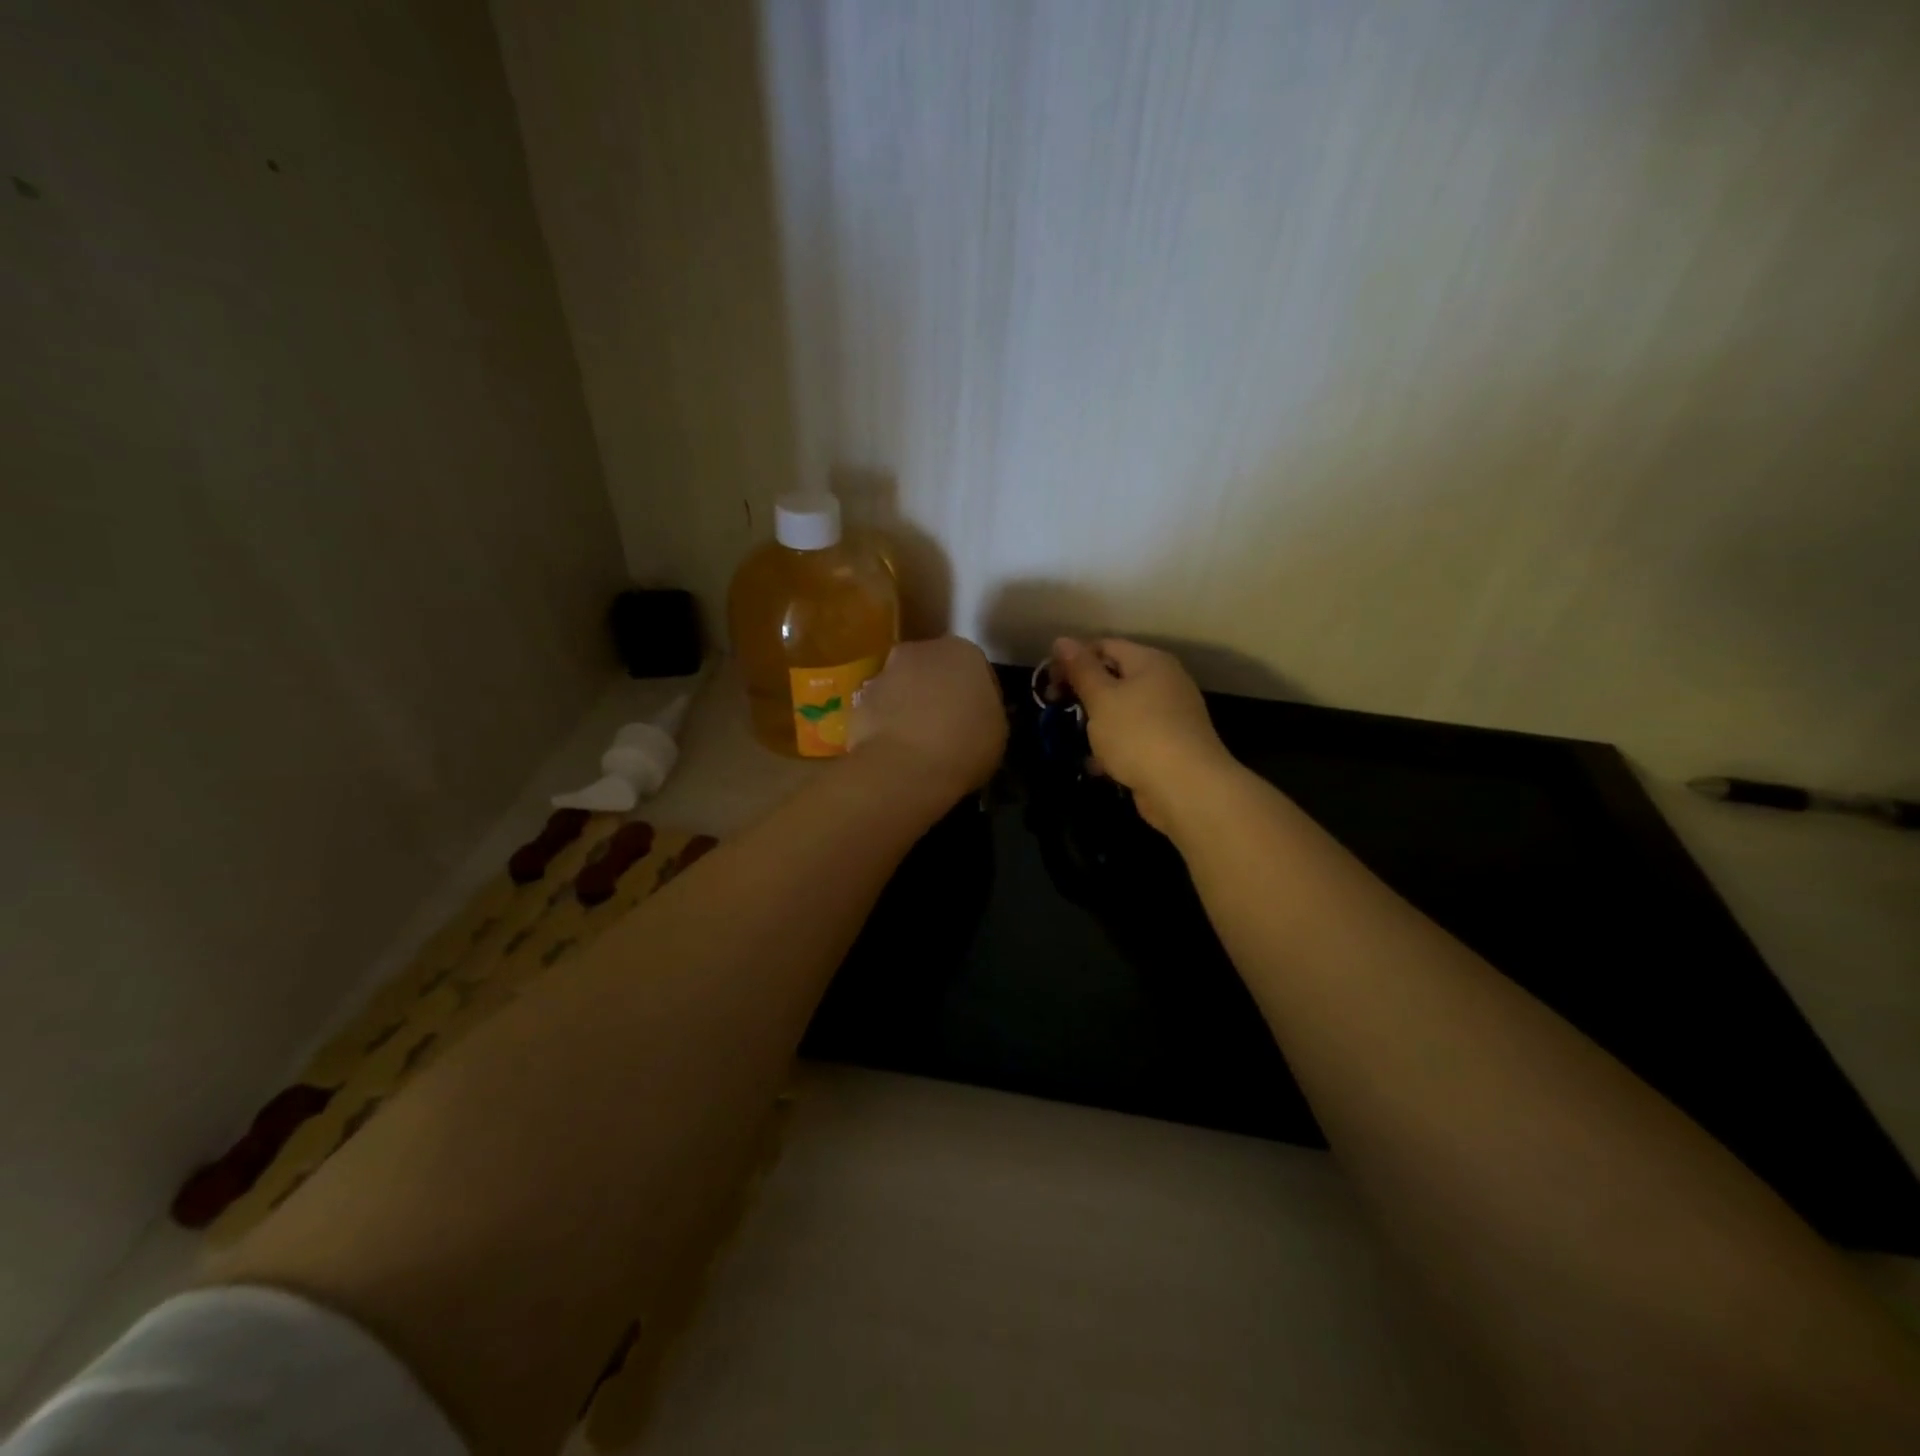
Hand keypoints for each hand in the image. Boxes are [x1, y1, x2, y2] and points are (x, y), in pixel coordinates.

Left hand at [849, 636, 1007, 800]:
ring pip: (904, 687)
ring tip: (919, 742)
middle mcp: (920, 651)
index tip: (979, 720)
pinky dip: (887, 723)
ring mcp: (884, 673)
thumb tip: (974, 713)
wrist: (903, 768)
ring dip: (910, 705)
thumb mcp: (997, 731)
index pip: (976, 669)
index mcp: (963, 652)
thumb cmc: (964, 746)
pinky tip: (896, 750)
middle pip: (934, 670)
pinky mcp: (859, 699)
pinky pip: (881, 710)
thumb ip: (986, 710)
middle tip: (948, 726)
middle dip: (940, 691)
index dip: (979, 696)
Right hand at [1051, 637, 1237, 832]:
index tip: (1049, 681)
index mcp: (1149, 662)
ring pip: (1122, 710)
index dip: (1073, 659)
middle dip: (1082, 693)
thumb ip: (1080, 669)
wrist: (1186, 788)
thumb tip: (1062, 641)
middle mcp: (1164, 682)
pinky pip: (1133, 737)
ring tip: (1075, 740)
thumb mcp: (1101, 698)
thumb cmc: (1138, 734)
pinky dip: (1114, 746)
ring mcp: (1169, 716)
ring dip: (1096, 723)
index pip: (1104, 645)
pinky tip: (1097, 765)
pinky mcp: (1169, 746)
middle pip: (1114, 677)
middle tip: (1054, 707)